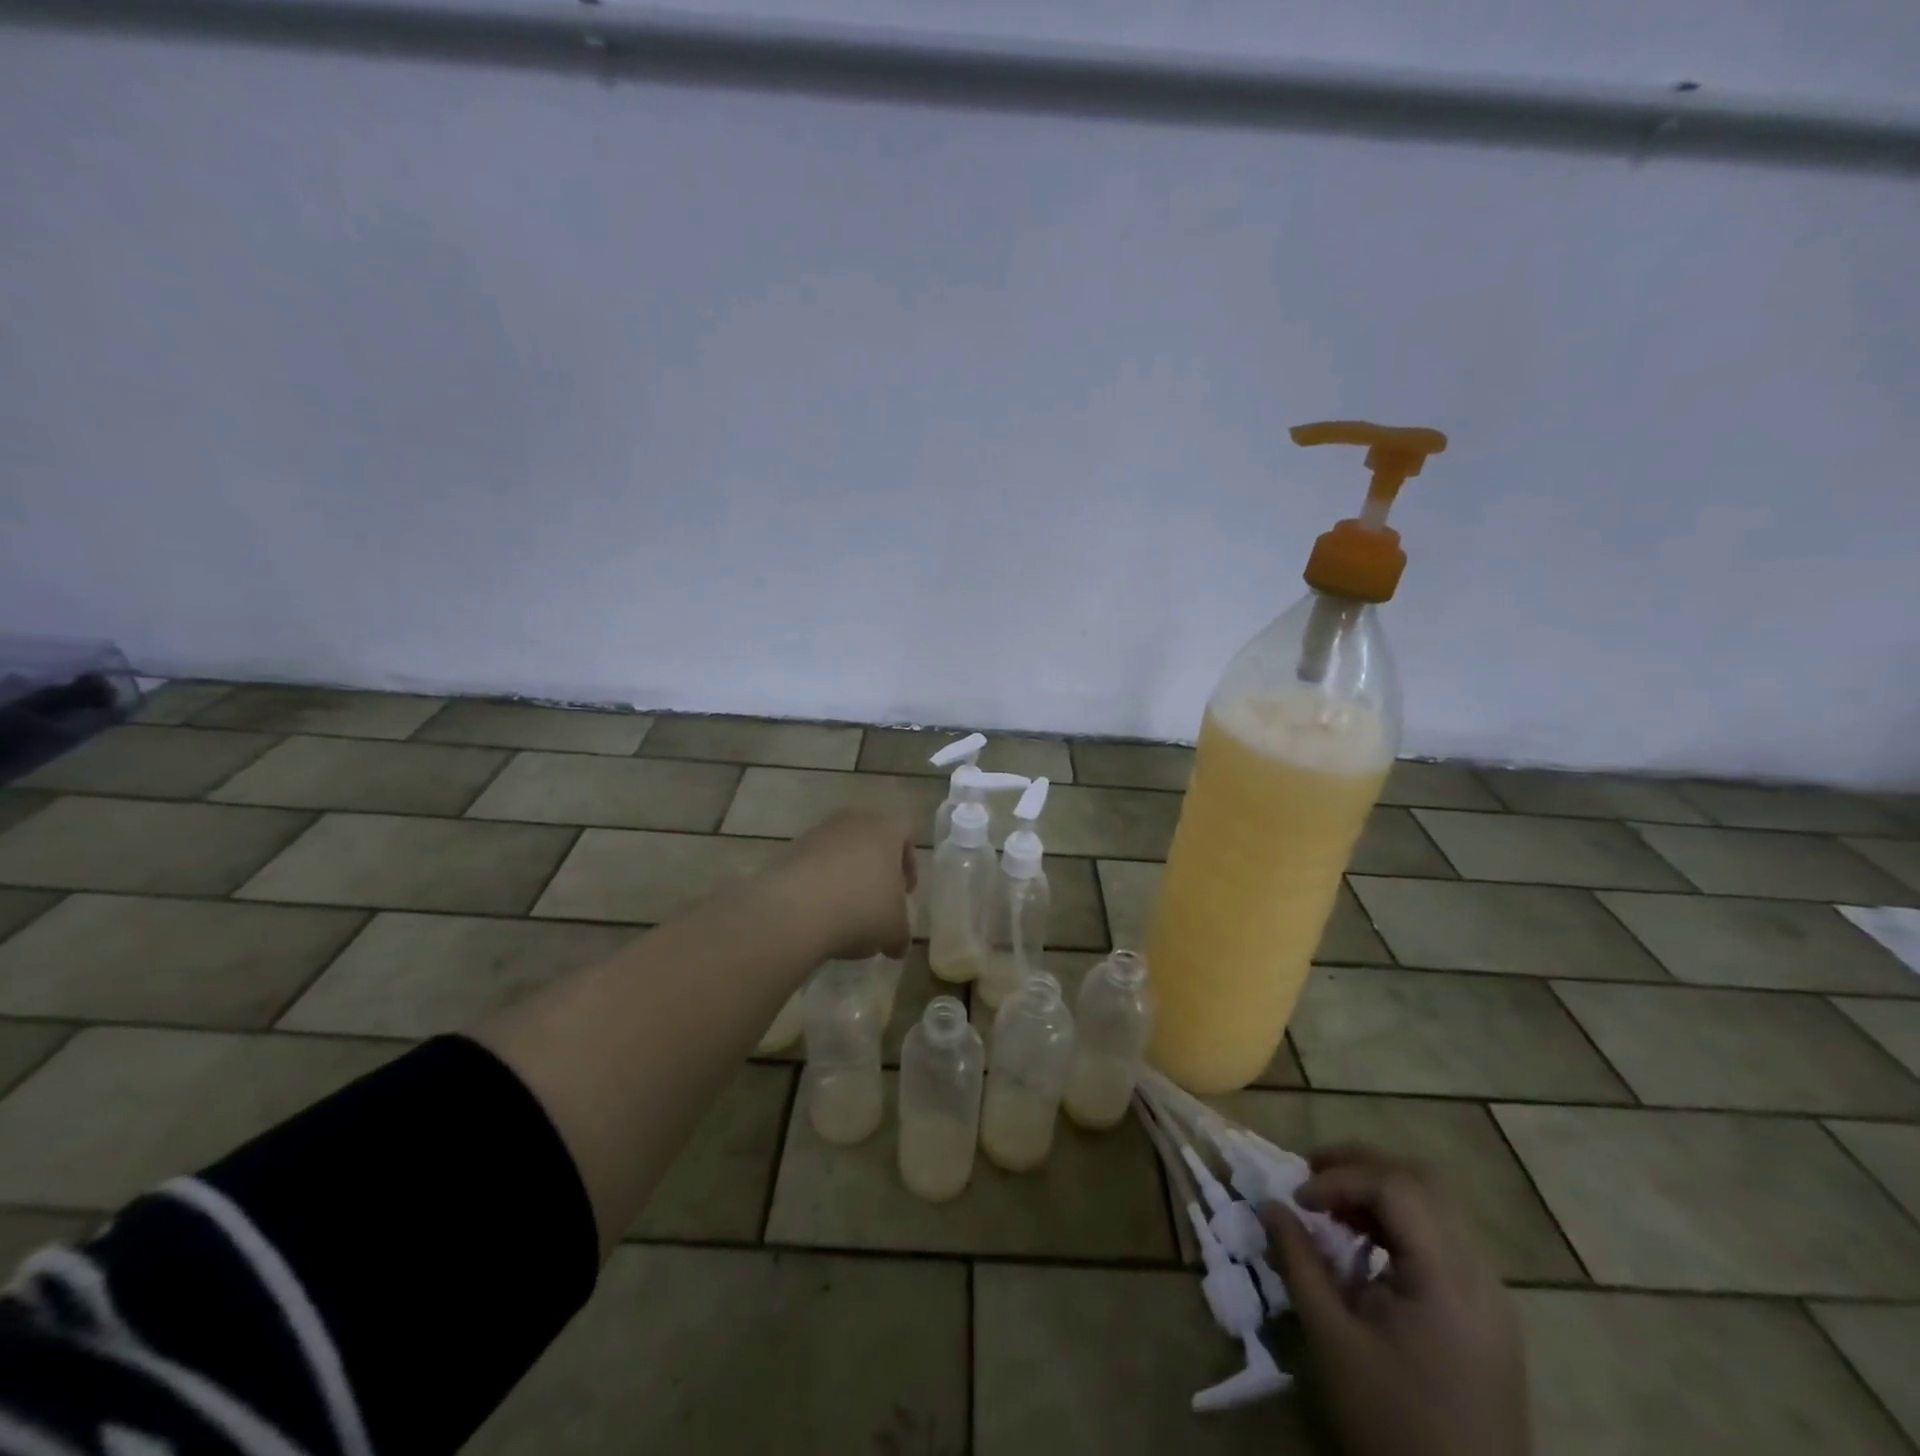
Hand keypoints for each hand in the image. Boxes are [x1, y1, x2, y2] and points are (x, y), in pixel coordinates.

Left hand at [771, 809, 916, 960]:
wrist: (796, 910)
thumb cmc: (862, 909)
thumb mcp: (894, 930)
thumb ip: (901, 933)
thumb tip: (897, 945)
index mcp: (886, 828)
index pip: (905, 834)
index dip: (908, 865)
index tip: (905, 893)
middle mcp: (852, 821)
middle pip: (870, 840)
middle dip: (875, 870)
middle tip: (876, 901)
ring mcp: (817, 833)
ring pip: (840, 852)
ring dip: (845, 877)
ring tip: (844, 913)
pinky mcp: (789, 851)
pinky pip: (813, 865)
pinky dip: (819, 885)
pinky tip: (818, 914)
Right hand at [1262, 1144, 1529, 1455]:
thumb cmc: (1394, 1425)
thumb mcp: (1334, 1342)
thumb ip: (1300, 1263)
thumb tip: (1271, 1205)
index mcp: (1449, 1280)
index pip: (1395, 1187)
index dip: (1340, 1178)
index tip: (1298, 1200)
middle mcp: (1481, 1274)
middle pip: (1422, 1181)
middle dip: (1360, 1165)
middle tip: (1311, 1174)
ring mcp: (1492, 1294)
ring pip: (1436, 1204)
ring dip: (1379, 1190)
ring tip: (1332, 1206)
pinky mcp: (1488, 1313)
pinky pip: (1443, 1237)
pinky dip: (1400, 1221)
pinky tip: (1366, 1243)